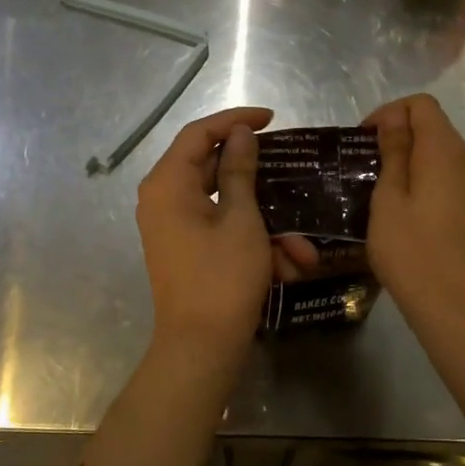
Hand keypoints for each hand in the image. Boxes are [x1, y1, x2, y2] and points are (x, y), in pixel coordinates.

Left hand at [135, 106, 275, 355]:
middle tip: (289, 169)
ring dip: (266, 223)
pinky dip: (254, 242)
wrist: (201, 347)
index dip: (235, 120)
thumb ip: (240, 170)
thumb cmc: (222, 277)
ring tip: (301, 250)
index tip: (271, 118)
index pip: (199, 133)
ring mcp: (174, 226)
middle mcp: (163, 199)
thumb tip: (240, 134)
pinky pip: (222, 230)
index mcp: (168, 183)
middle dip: (260, 181)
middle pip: (213, 168)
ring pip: (225, 206)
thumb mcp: (241, 219)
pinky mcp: (186, 248)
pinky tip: (289, 266)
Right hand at [363, 94, 464, 335]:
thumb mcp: (389, 200)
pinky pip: (452, 183)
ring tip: (383, 194)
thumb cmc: (413, 252)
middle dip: (398, 138)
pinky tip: (408, 217)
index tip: (364, 141)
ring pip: (443, 159)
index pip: (421, 105)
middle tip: (366, 169)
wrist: (460, 309)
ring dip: (413, 164)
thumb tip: (394, 119)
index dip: (389, 113)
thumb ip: (393, 153)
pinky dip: (428, 185)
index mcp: (445, 150)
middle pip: (434, 129)